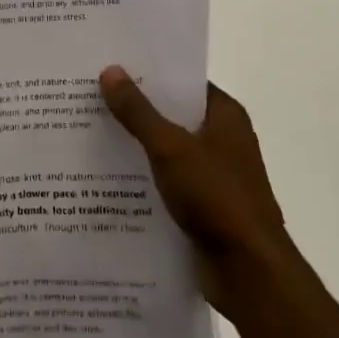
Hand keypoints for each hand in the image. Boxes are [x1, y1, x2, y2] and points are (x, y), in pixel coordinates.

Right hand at [99, 66, 294, 319]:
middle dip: (135, 108)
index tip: (111, 64)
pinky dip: (143, 178)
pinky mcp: (204, 206)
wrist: (249, 272)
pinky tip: (107, 177)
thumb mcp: (170, 148)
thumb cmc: (216, 197)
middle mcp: (223, 139)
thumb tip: (111, 70)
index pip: (183, 81)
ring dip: (136, 145)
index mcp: (225, 116)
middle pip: (172, 114)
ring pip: (167, 150)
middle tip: (89, 95)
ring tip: (89, 132)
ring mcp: (214, 175)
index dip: (149, 72)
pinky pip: (167, 181)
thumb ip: (139, 111)